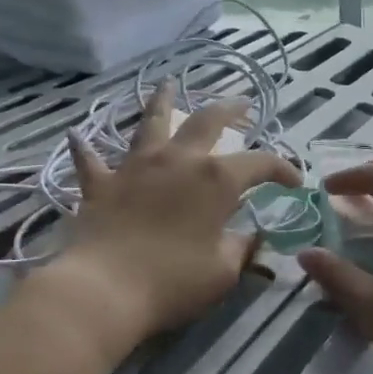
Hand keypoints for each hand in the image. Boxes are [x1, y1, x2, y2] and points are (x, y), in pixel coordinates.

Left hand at [31, 81, 299, 366]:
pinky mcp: (102, 183)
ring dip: (161, 102)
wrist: (105, 289)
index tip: (296, 183)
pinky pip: (91, 160)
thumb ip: (241, 248)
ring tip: (167, 84)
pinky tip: (77, 136)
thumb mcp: (223, 272)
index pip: (261, 163)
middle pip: (207, 121)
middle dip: (229, 109)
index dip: (283, 169)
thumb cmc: (173, 281)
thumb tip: (253, 237)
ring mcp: (137, 166)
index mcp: (216, 179)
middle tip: (242, 103)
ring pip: (152, 122)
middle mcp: (179, 160)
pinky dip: (85, 149)